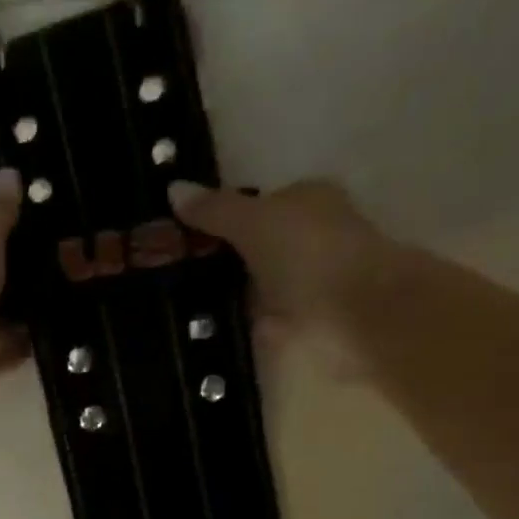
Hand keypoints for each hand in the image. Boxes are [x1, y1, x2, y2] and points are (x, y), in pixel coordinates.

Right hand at [167, 179, 394, 341]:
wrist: (353, 320)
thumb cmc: (310, 254)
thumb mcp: (256, 220)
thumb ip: (216, 209)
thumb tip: (173, 189)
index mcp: (307, 203)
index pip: (255, 206)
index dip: (217, 220)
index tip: (176, 239)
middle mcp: (306, 240)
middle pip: (250, 247)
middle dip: (214, 260)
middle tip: (166, 273)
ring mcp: (300, 286)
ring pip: (248, 285)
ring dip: (219, 295)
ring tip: (174, 304)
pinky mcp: (293, 327)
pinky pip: (249, 320)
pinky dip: (227, 324)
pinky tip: (198, 329)